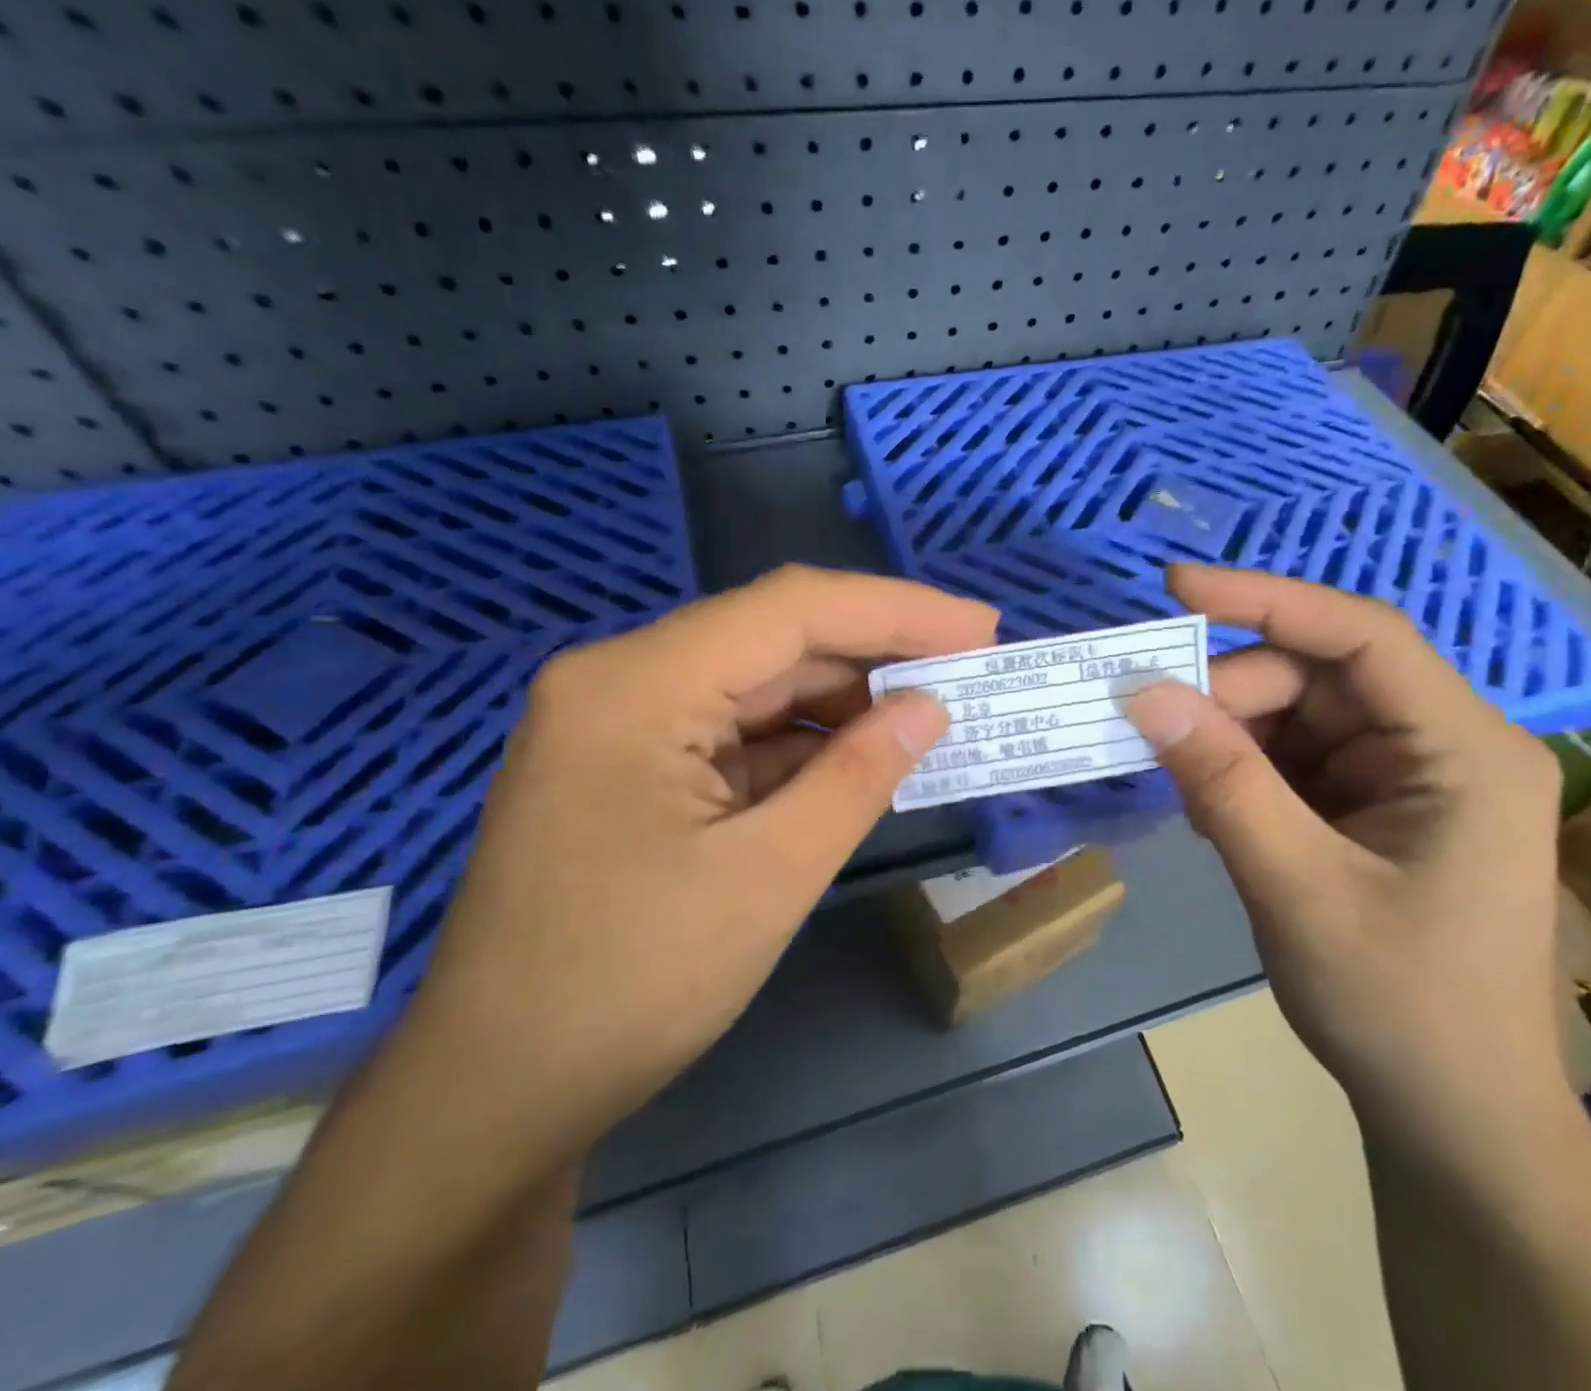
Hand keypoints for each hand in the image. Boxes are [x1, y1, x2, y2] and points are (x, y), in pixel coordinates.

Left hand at [410, 565, 998, 1148]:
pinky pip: (733, 732)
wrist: (496, 1093)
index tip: (980, 628)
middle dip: (875, 654)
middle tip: (967, 671)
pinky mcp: (629, 766)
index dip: (896, 609)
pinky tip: (859, 759)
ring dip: (842, 702)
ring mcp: (620, 724)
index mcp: (637, 685)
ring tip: (927, 718)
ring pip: (756, 685)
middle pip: (771, 639)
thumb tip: (928, 708)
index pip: (789, 610)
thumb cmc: (630, 986)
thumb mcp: (769, 876)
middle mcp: (621, 681)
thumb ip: (858, 777)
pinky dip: (801, 745)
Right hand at [1125, 563, 1564, 1132]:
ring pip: (1296, 716)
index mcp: (1465, 750)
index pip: (1362, 636)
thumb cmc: (1400, 1007)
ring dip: (1230, 739)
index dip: (1266, 598)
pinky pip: (1294, 758)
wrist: (1452, 1117)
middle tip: (1155, 733)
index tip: (1175, 587)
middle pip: (1317, 676)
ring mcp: (1406, 775)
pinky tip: (1211, 807)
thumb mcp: (1297, 889)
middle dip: (1232, 697)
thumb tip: (1143, 692)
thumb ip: (1222, 783)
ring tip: (1183, 786)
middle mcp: (1443, 744)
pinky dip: (1243, 771)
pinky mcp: (1373, 804)